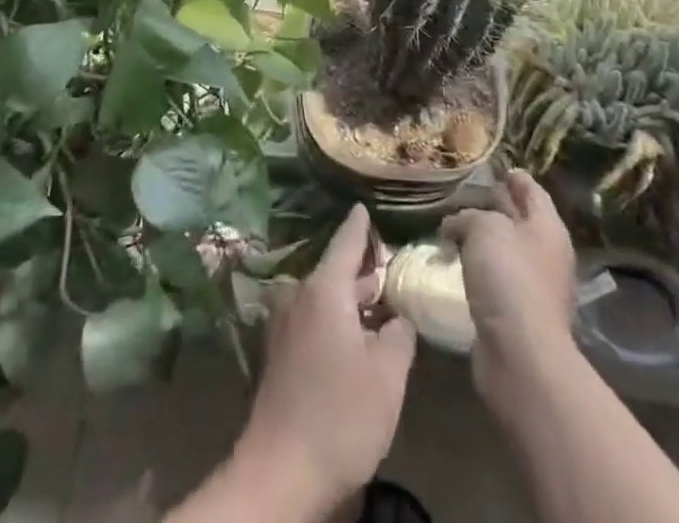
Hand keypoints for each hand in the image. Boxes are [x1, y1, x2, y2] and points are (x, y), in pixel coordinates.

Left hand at [235, 205, 417, 516]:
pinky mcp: (278, 352)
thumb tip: (397, 318)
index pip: (346, 241)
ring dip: (350, 299)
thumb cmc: (340, 415)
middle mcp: (299, 294)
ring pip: (325, 297)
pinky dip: (335, 318)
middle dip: (363, 269)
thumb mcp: (388, 375)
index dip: (361, 225)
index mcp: (324, 288)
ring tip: (379, 303)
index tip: (366, 205)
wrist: (281, 472)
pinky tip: (354, 338)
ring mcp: (284, 323)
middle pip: (336, 270)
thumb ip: (399, 334)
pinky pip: (312, 318)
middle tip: (392, 267)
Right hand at [441, 170, 577, 407]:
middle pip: (520, 219)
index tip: (500, 169)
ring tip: (454, 229)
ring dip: (484, 239)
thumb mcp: (484, 229)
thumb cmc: (508, 278)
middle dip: (498, 206)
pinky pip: (496, 279)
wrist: (520, 354)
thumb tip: (456, 225)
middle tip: (469, 194)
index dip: (516, 178)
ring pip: (505, 250)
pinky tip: (457, 266)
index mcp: (547, 227)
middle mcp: (545, 253)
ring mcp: (533, 286)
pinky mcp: (516, 313)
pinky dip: (479, 268)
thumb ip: (469, 217)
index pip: (532, 191)